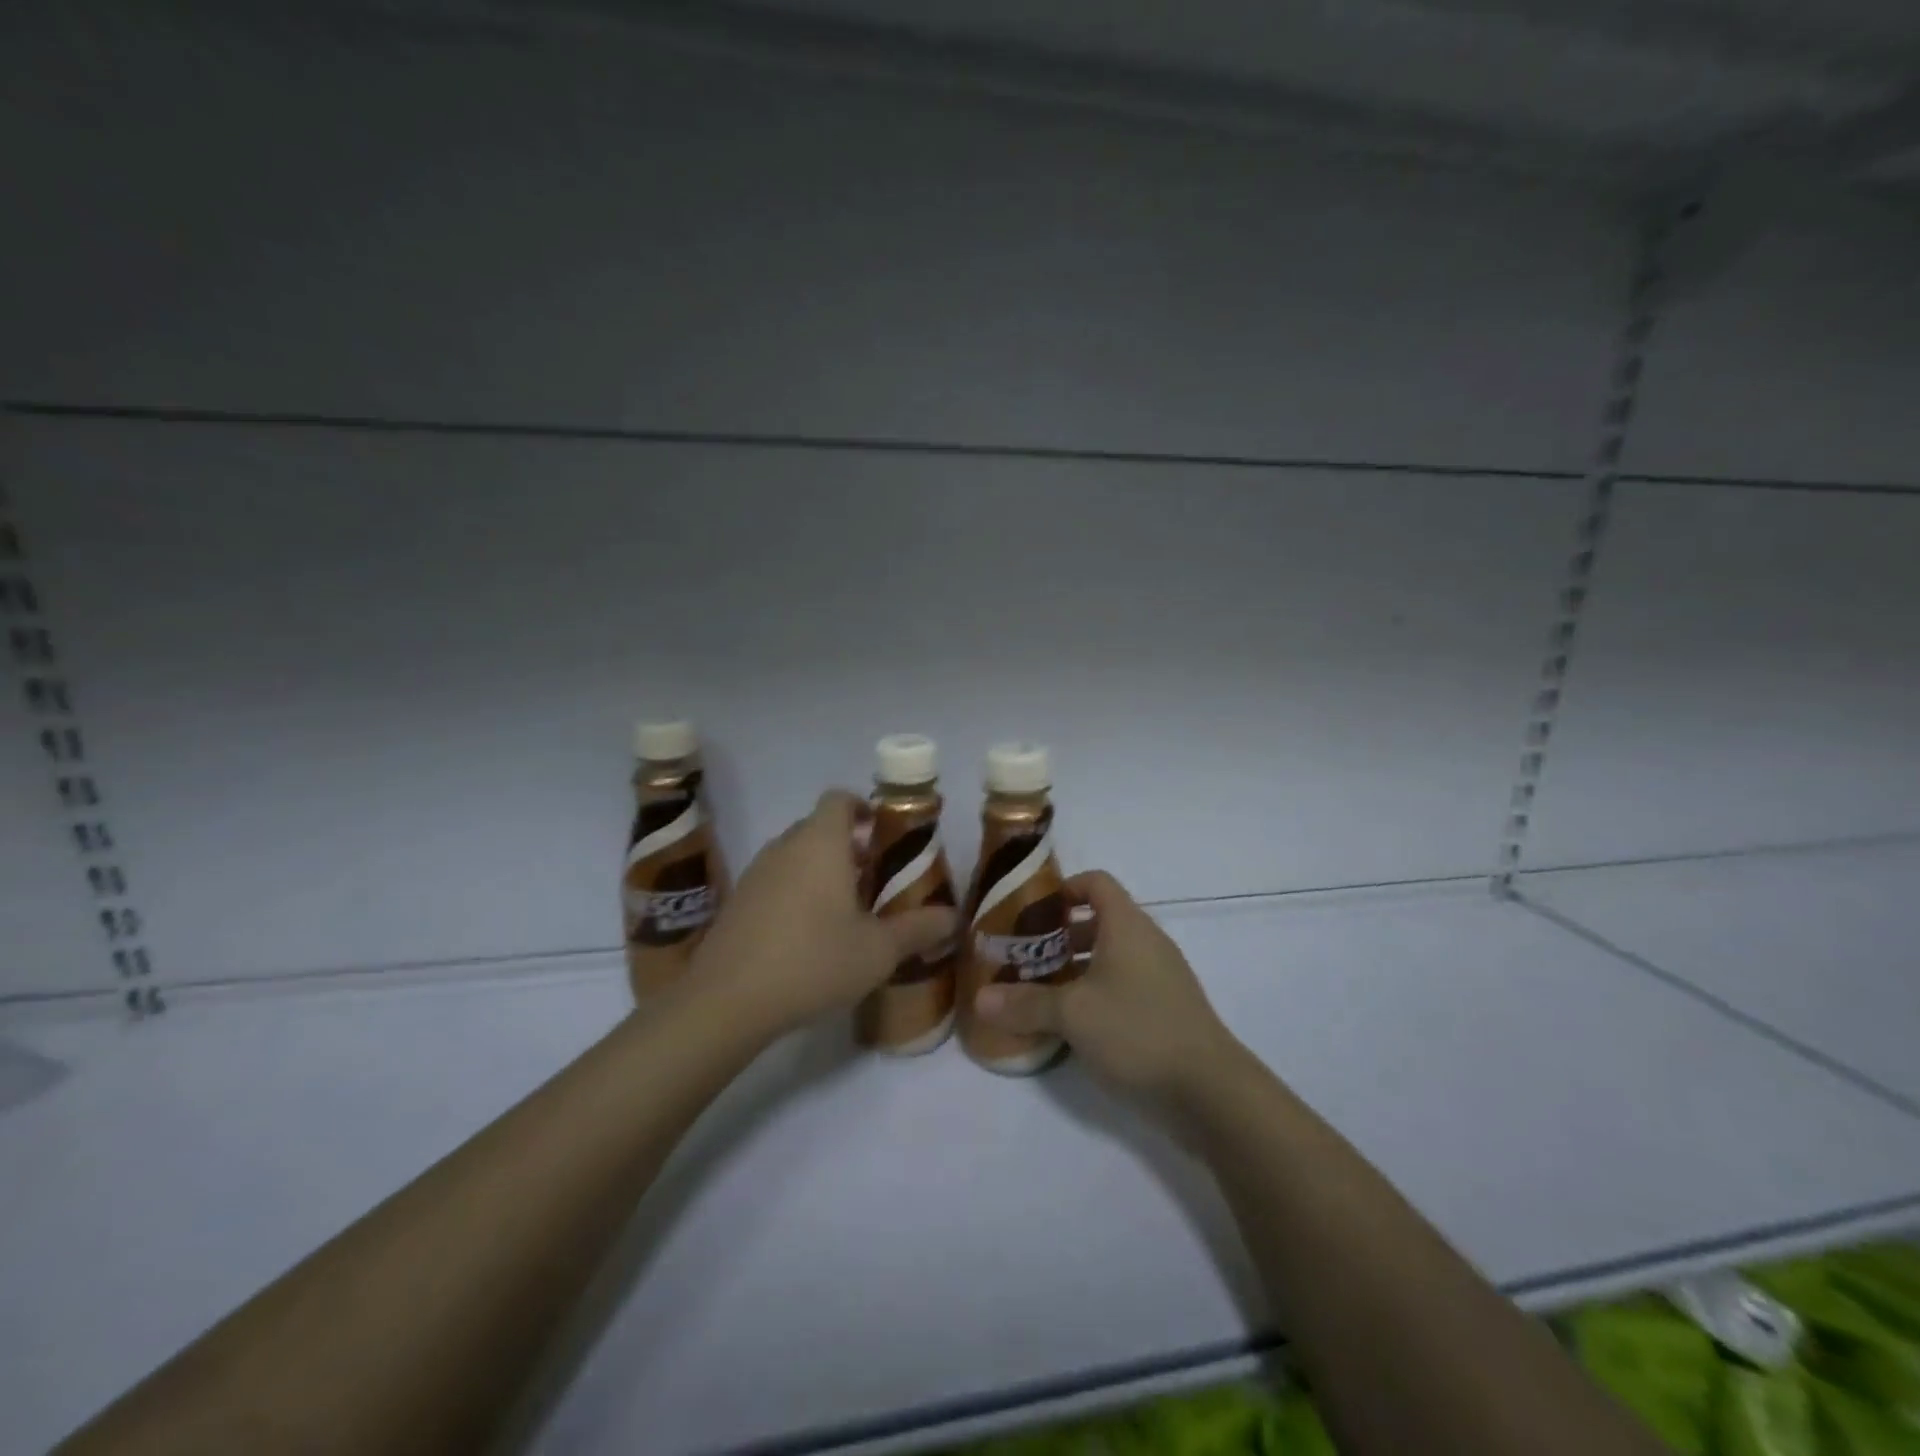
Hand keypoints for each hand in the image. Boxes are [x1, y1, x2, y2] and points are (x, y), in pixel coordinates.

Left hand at [690, 790, 957, 1037]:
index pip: (839, 799)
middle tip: (875, 878)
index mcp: (821, 843)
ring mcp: (756, 873)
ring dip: (821, 869)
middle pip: (819, 827)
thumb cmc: (813, 961)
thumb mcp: (878, 950)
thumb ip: (918, 929)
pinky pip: (775, 880)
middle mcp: (786, 846)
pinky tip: (809, 935)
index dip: (863, 807)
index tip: (884, 834)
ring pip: (795, 855)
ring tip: (846, 909)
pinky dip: (796, 891)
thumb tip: (953, 918)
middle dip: (849, 845)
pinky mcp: (737, 901)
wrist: (727, 1000)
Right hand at [973, 870, 1240, 1109]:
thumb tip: (980, 999)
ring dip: (1075, 969)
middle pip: (1098, 921)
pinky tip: (1073, 1026)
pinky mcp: (1166, 1009)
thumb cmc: (1137, 1030)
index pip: (1096, 883)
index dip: (1063, 888)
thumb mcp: (1072, 1015)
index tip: (1031, 911)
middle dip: (1058, 936)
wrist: (1211, 1091)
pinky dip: (1096, 994)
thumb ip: (1025, 1003)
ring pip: (1110, 957)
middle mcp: (1146, 942)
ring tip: (1040, 992)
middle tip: (1023, 957)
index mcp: (1127, 926)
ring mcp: (1160, 977)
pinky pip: (1123, 986)